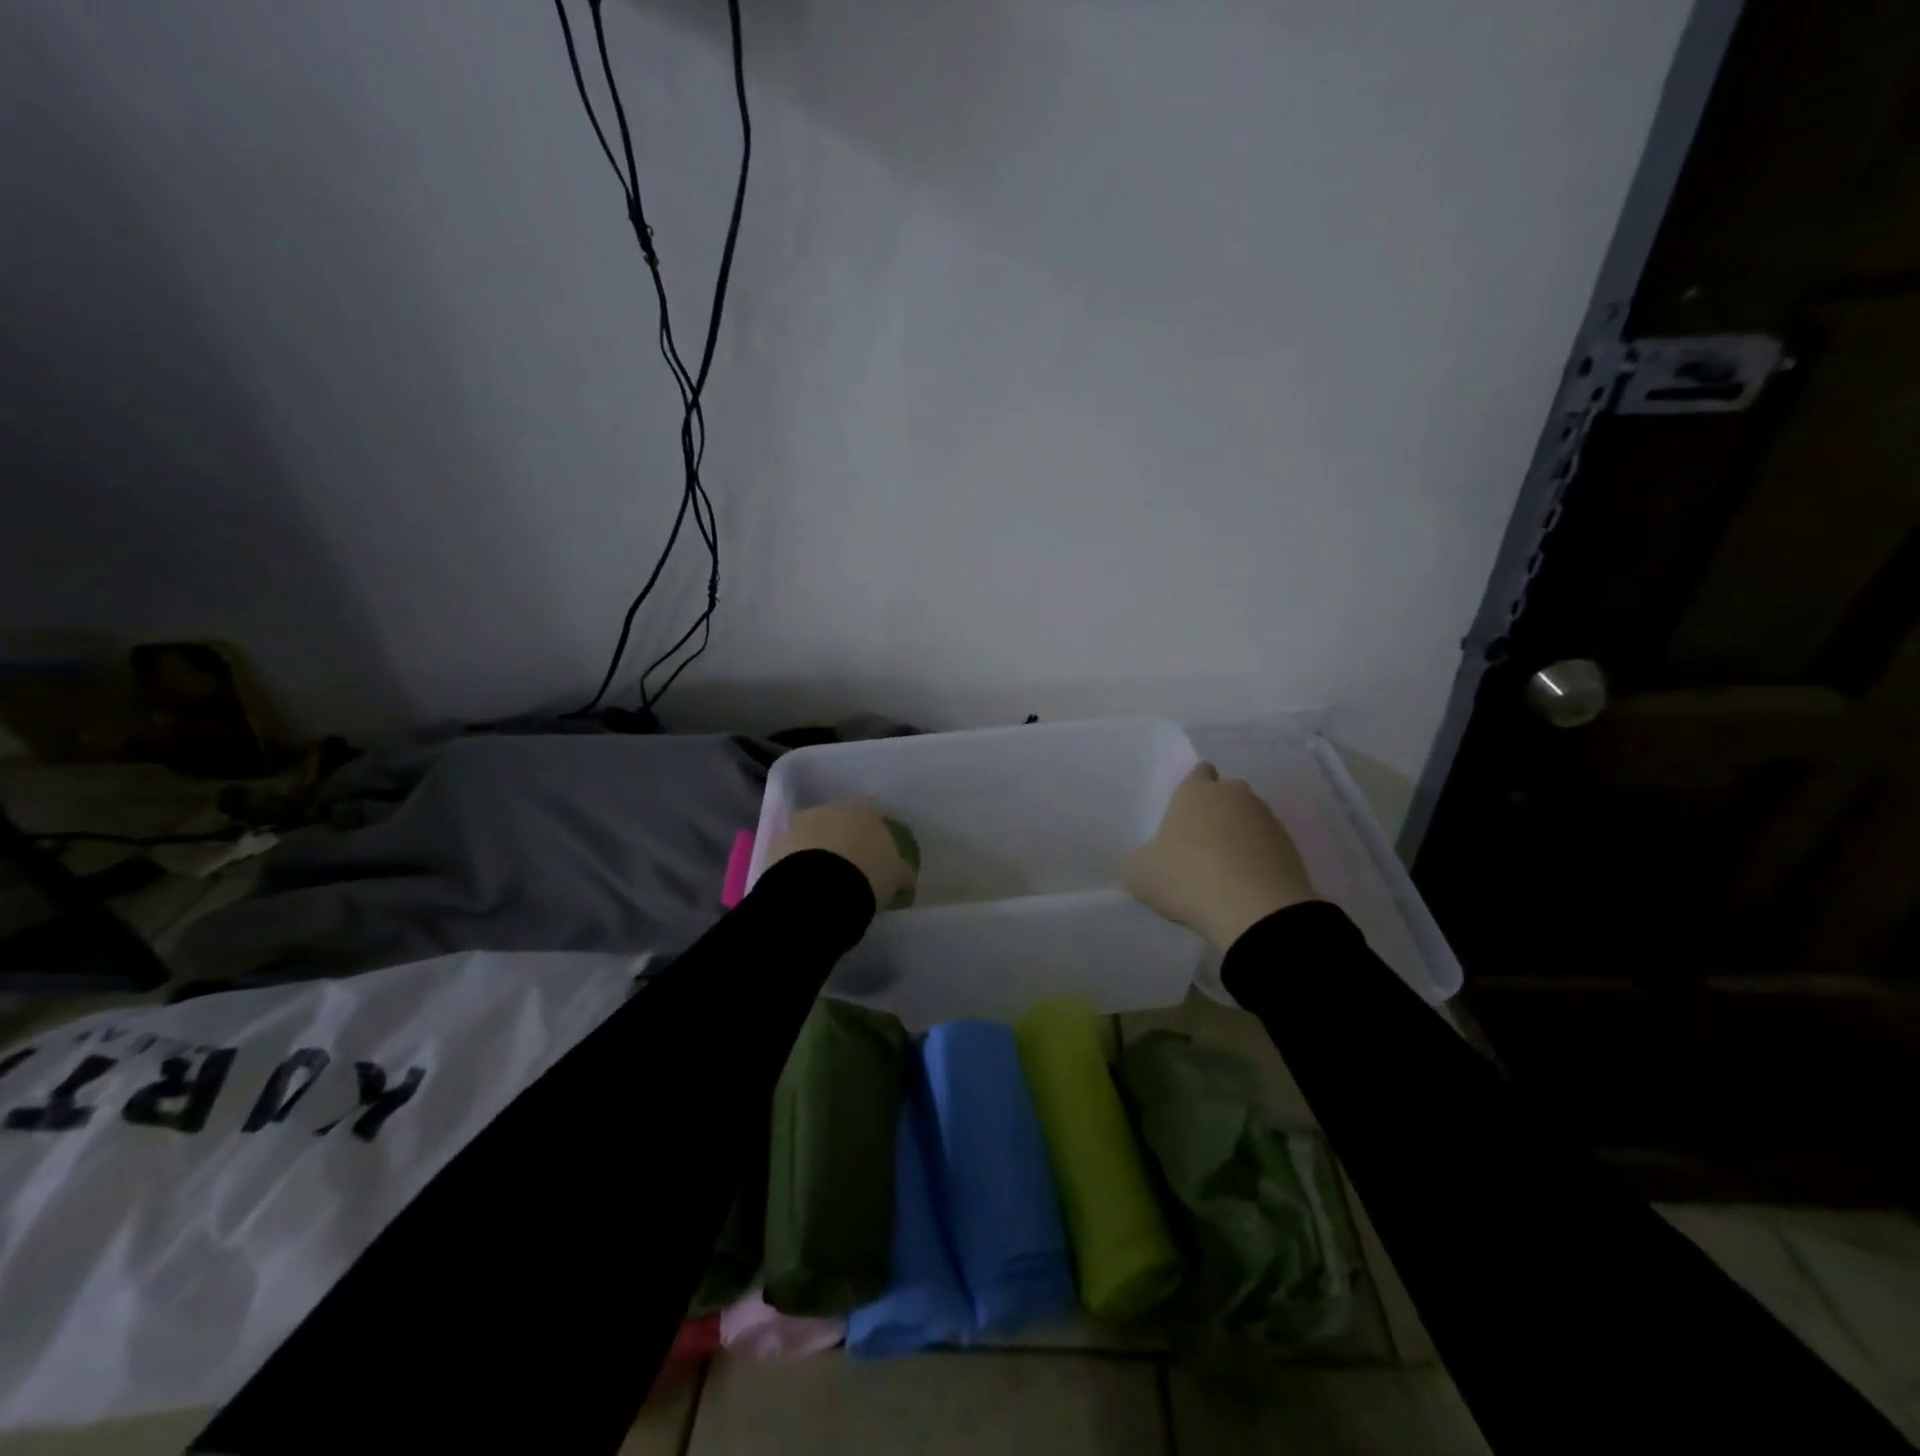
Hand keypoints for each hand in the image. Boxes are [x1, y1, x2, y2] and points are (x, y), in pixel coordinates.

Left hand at [769, 800, 915, 910]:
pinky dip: (798, 865)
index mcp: (865, 809)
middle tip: (850, 868)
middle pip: (840, 821)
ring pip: (813, 835)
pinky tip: (805, 886)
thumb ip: (901, 872)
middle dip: (843, 840)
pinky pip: (792, 854)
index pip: (873, 815)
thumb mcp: (895, 877)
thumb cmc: (867, 876)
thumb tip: (906, 876)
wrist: (819, 889)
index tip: (877, 856)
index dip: (874, 835)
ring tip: (825, 881)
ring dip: (818, 851)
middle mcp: (831, 808)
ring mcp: (800, 824)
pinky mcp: (776, 844)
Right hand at [1121, 763, 1316, 950]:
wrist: (1256, 911)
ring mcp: (1267, 820)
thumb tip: (1132, 862)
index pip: (1197, 772)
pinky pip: (1267, 847)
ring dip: (1238, 837)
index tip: (1182, 814)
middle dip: (1215, 812)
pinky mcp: (1291, 848)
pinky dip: (1257, 860)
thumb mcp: (1139, 874)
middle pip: (1226, 794)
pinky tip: (1243, 885)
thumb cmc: (1187, 877)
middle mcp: (1235, 795)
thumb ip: (1133, 862)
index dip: (1190, 789)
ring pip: (1249, 819)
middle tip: (1197, 845)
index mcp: (1196, 791)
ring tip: (1222, 871)